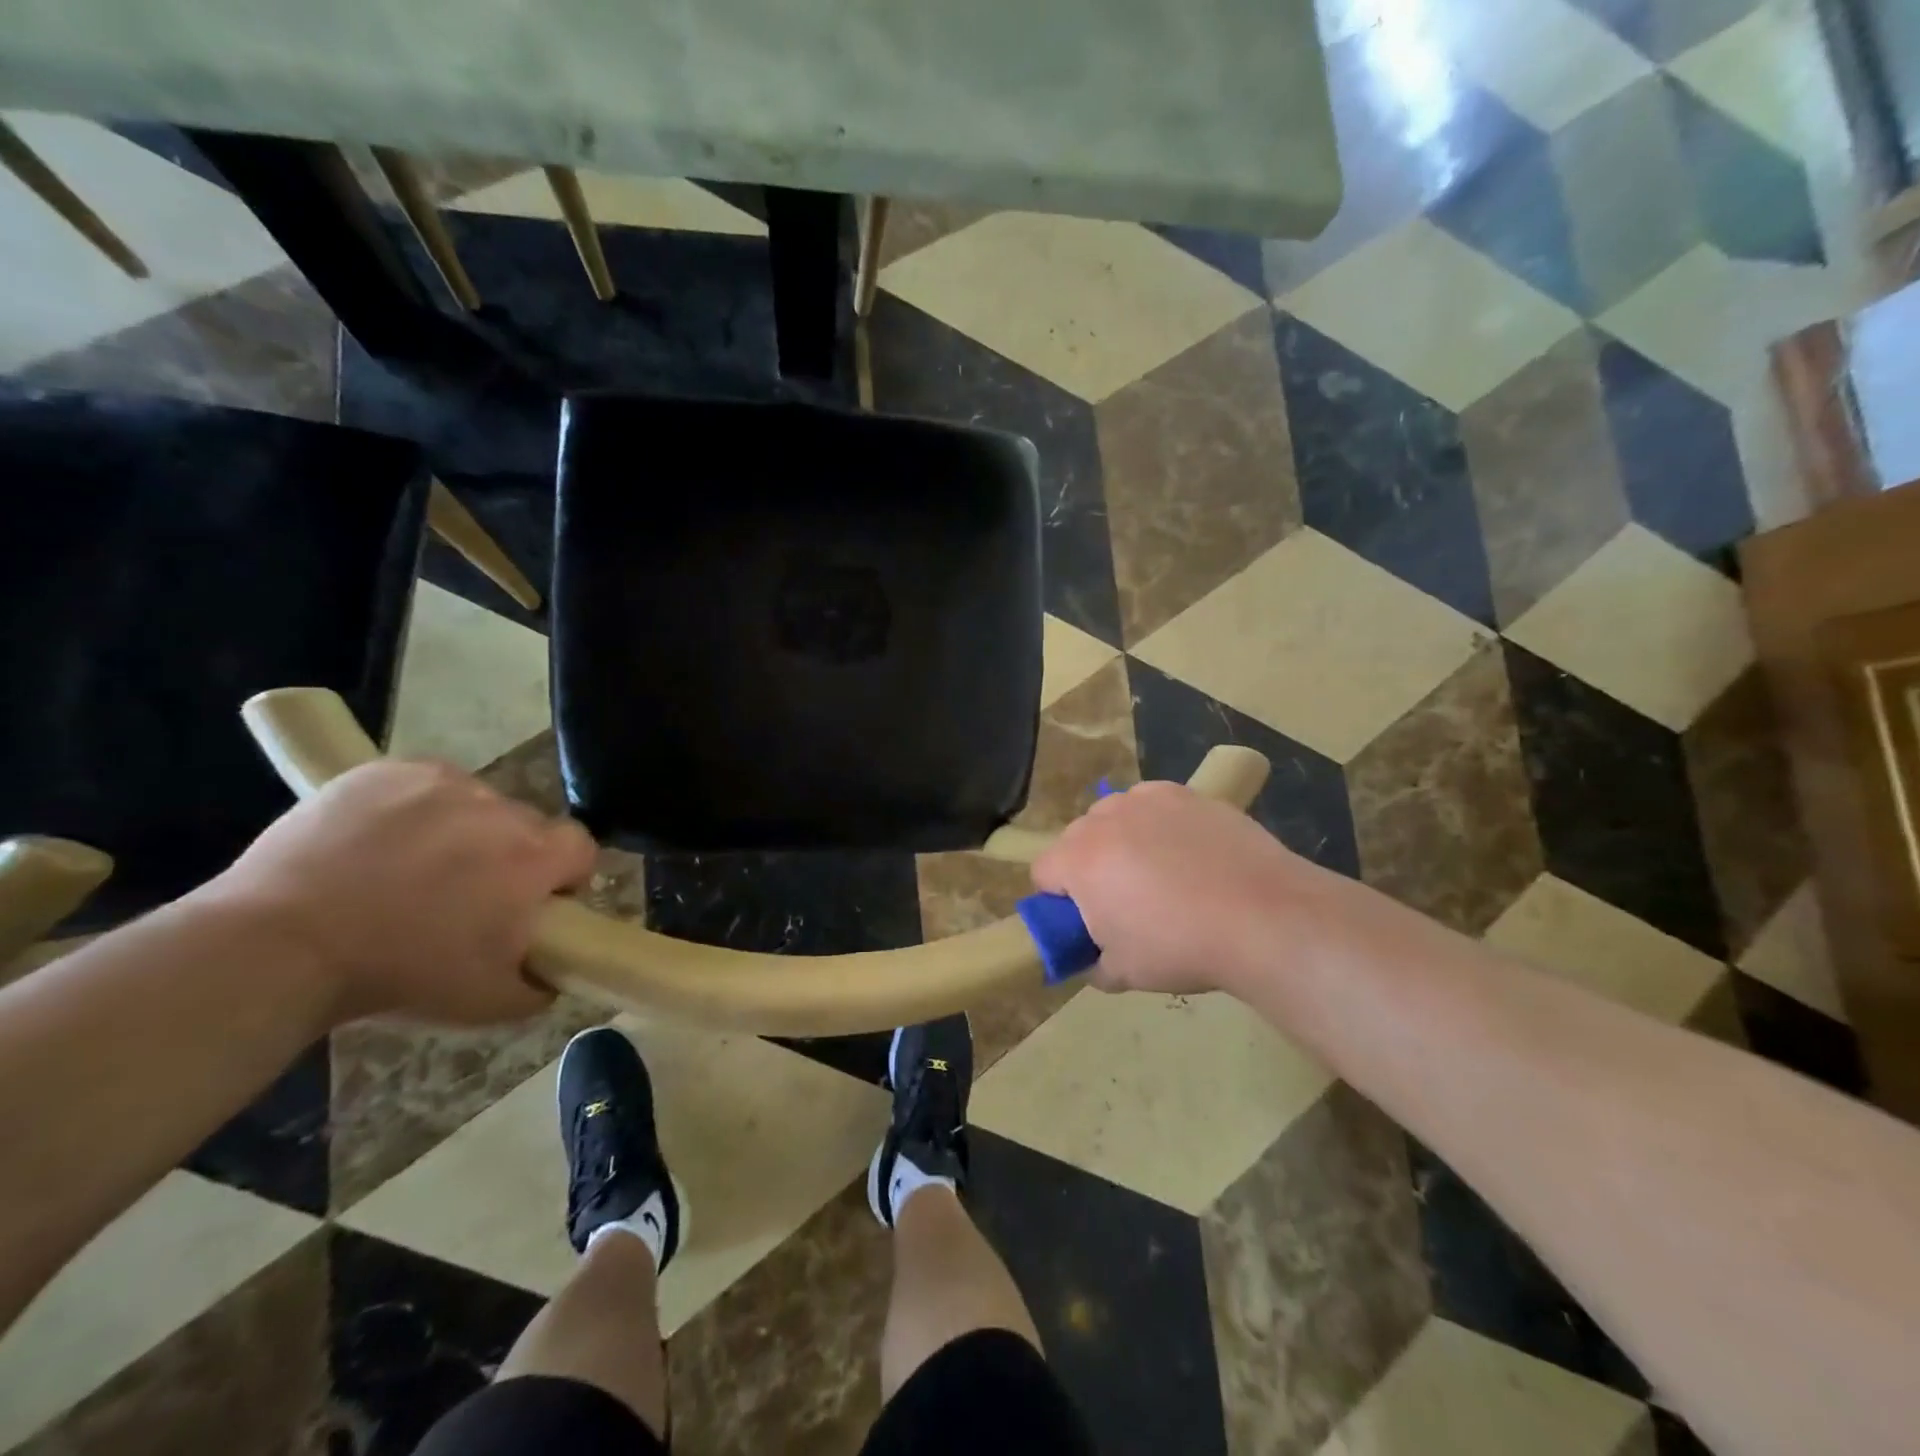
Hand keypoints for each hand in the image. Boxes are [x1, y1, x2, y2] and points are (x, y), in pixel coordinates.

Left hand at [198, 760, 596, 1025]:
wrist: (279, 946)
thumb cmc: (397, 973)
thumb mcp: (488, 1003)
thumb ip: (542, 984)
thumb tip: (556, 968)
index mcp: (534, 858)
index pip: (581, 847)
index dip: (564, 875)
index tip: (533, 901)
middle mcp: (501, 809)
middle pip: (526, 826)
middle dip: (508, 855)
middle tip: (463, 893)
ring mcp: (444, 784)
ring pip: (476, 804)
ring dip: (463, 830)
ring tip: (410, 867)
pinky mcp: (391, 770)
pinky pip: (426, 786)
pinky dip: (416, 808)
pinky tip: (379, 842)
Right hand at [1032, 781, 1311, 995]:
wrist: (1262, 916)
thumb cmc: (1181, 947)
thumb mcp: (1123, 973)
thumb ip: (1092, 963)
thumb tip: (1091, 958)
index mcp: (1079, 861)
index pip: (1043, 873)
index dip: (1059, 900)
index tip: (1085, 921)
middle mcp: (1104, 819)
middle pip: (1077, 839)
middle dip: (1089, 866)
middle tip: (1124, 900)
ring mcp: (1146, 800)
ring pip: (1114, 816)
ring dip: (1121, 839)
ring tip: (1160, 872)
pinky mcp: (1185, 793)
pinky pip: (1153, 804)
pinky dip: (1158, 822)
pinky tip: (1188, 850)